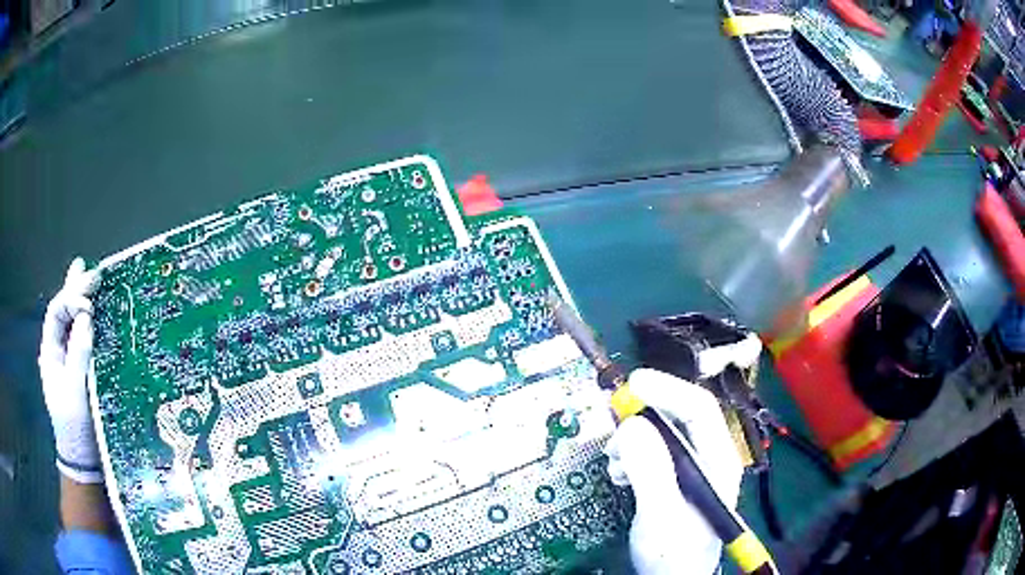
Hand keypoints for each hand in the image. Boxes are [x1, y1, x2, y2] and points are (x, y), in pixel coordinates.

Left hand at [39, 258, 102, 483]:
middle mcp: (58, 351)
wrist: (84, 459)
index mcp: (50, 352)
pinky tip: (97, 312)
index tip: (89, 299)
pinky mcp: (83, 371)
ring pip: (73, 323)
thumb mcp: (74, 392)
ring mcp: (70, 361)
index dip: (70, 299)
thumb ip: (77, 355)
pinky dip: (90, 323)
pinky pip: (85, 340)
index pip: (56, 313)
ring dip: (81, 301)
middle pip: (63, 313)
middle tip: (89, 270)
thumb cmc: (75, 426)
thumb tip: (86, 317)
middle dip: (74, 290)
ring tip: (89, 277)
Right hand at [605, 369, 743, 574]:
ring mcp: (692, 469)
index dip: (668, 389)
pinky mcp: (674, 480)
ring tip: (614, 460)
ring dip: (634, 438)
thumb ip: (650, 470)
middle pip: (679, 417)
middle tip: (612, 424)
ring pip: (663, 435)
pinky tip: (621, 473)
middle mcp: (708, 458)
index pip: (699, 408)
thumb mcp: (661, 514)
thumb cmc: (674, 552)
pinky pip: (653, 453)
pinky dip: (632, 455)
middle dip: (644, 415)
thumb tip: (631, 426)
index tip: (632, 383)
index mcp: (718, 460)